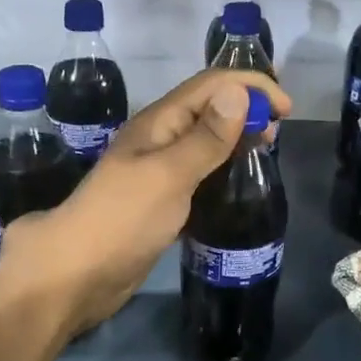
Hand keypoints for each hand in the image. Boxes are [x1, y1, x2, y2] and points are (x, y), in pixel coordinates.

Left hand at [0, 69, 290, 333]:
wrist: (74, 275)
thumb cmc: (121, 219)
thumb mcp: (168, 175)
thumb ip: (205, 137)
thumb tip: (239, 91)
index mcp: (158, 123)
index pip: (210, 85)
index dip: (249, 86)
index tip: (286, 108)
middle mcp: (159, 139)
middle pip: (208, 109)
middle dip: (246, 109)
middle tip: (277, 134)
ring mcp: (158, 171)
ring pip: (205, 141)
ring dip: (236, 137)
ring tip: (265, 152)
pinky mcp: (161, 201)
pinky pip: (199, 173)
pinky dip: (223, 169)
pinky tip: (238, 185)